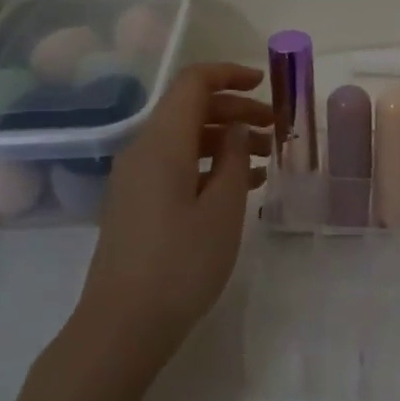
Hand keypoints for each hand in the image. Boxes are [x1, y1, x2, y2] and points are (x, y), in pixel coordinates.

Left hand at [74, 63, 272, 360]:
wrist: (123, 325)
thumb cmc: (181, 263)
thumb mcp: (223, 209)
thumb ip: (234, 158)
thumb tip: (236, 126)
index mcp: (162, 142)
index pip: (194, 83)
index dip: (230, 75)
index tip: (265, 84)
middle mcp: (143, 150)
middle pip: (190, 109)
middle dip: (235, 109)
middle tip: (275, 128)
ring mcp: (136, 178)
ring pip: (185, 138)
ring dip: (226, 138)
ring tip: (265, 158)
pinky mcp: (137, 202)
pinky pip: (176, 165)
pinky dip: (210, 164)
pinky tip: (242, 185)